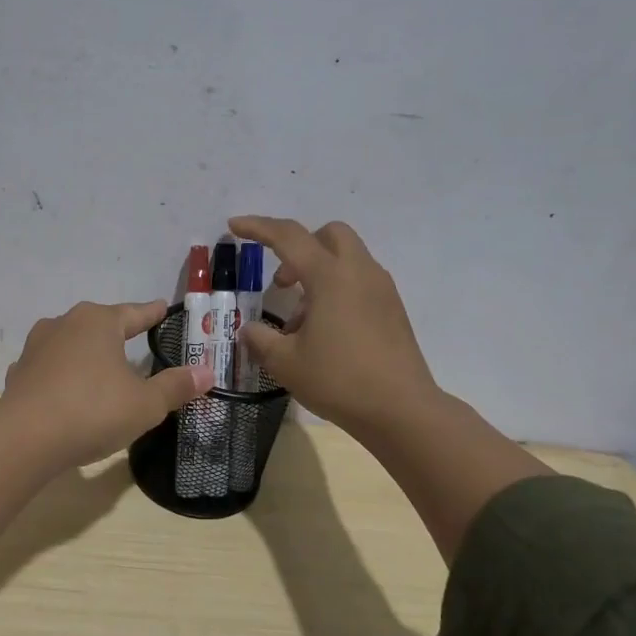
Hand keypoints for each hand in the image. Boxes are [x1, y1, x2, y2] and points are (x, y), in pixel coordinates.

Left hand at [0, 300, 213, 470]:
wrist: (25, 438)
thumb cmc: (93, 411)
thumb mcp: (144, 404)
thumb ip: (175, 387)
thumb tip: (207, 372)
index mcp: (99, 322)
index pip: (134, 313)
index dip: (152, 313)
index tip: (162, 307)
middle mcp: (65, 324)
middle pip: (99, 324)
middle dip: (117, 332)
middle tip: (135, 338)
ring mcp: (36, 347)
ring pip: (70, 343)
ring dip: (85, 352)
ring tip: (99, 365)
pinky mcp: (19, 373)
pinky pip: (48, 368)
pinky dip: (60, 375)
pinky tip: (64, 389)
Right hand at [228, 216, 440, 444]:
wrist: (401, 409)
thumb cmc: (339, 380)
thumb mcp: (286, 363)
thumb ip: (261, 340)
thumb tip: (250, 331)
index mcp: (330, 277)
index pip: (288, 237)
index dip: (258, 228)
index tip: (234, 226)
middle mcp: (359, 272)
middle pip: (328, 234)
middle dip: (299, 246)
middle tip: (282, 283)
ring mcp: (381, 289)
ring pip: (346, 257)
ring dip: (318, 272)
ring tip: (300, 320)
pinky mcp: (393, 308)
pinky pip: (360, 280)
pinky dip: (338, 289)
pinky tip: (326, 330)